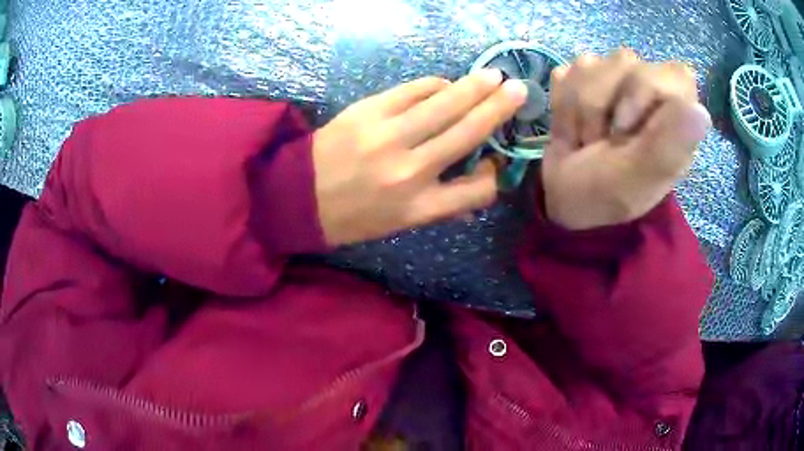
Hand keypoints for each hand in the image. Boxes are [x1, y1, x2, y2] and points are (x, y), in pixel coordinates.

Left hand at [313, 72, 527, 245]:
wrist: (298, 196)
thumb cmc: (352, 216)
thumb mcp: (399, 225)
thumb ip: (441, 205)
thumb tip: (478, 180)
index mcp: (418, 208)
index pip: (476, 190)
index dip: (494, 175)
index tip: (495, 162)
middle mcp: (409, 171)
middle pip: (467, 132)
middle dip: (498, 108)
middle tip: (518, 89)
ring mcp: (388, 136)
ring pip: (444, 104)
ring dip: (474, 87)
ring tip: (491, 77)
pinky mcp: (368, 111)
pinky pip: (412, 90)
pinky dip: (434, 85)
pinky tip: (445, 84)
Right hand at [543, 49, 711, 229]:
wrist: (563, 198)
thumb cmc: (606, 194)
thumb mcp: (639, 179)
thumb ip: (670, 146)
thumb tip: (700, 113)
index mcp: (676, 117)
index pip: (673, 73)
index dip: (645, 89)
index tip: (626, 127)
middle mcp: (650, 90)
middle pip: (624, 63)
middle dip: (601, 106)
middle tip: (604, 143)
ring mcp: (614, 79)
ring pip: (589, 64)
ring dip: (578, 111)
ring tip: (587, 140)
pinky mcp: (584, 79)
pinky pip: (565, 73)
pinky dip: (561, 106)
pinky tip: (572, 128)